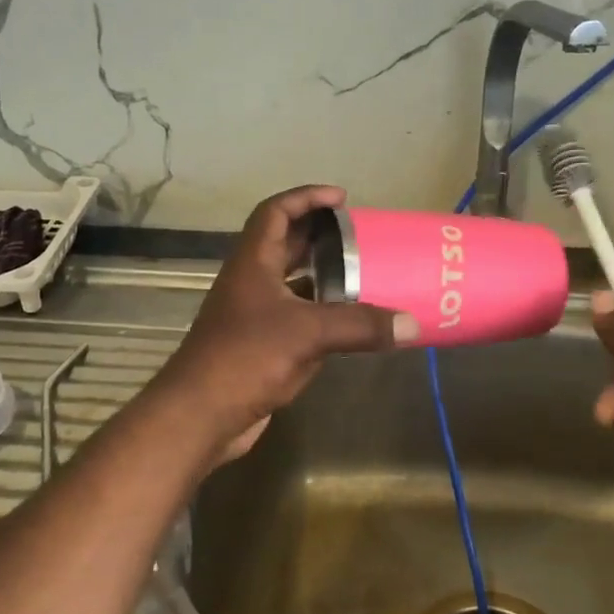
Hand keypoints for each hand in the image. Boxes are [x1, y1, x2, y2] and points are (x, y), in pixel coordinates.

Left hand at [150, 185, 418, 463]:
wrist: (200, 415)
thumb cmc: (246, 358)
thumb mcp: (308, 334)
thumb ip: (360, 325)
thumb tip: (412, 324)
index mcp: (252, 263)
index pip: (275, 212)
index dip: (305, 198)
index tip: (341, 198)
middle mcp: (250, 283)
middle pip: (284, 245)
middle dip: (319, 235)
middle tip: (359, 237)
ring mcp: (252, 316)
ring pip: (291, 284)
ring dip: (322, 276)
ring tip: (362, 274)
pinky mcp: (260, 347)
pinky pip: (295, 318)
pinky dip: (321, 314)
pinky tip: (348, 323)